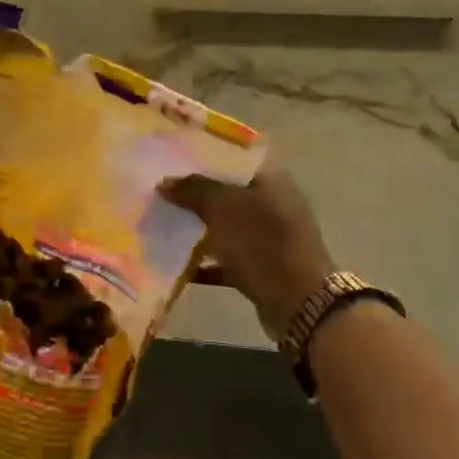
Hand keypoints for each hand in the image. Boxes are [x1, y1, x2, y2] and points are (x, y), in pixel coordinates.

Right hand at [161, 163, 335, 341]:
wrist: (298, 302)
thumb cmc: (261, 242)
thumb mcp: (223, 208)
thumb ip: (193, 190)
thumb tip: (165, 182)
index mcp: (271, 179)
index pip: (234, 157)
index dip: (204, 156)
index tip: (173, 158)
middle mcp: (273, 203)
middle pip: (227, 193)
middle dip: (195, 194)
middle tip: (161, 192)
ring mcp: (269, 237)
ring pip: (226, 226)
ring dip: (197, 228)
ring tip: (162, 224)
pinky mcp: (262, 267)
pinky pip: (227, 259)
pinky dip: (205, 262)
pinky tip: (176, 265)